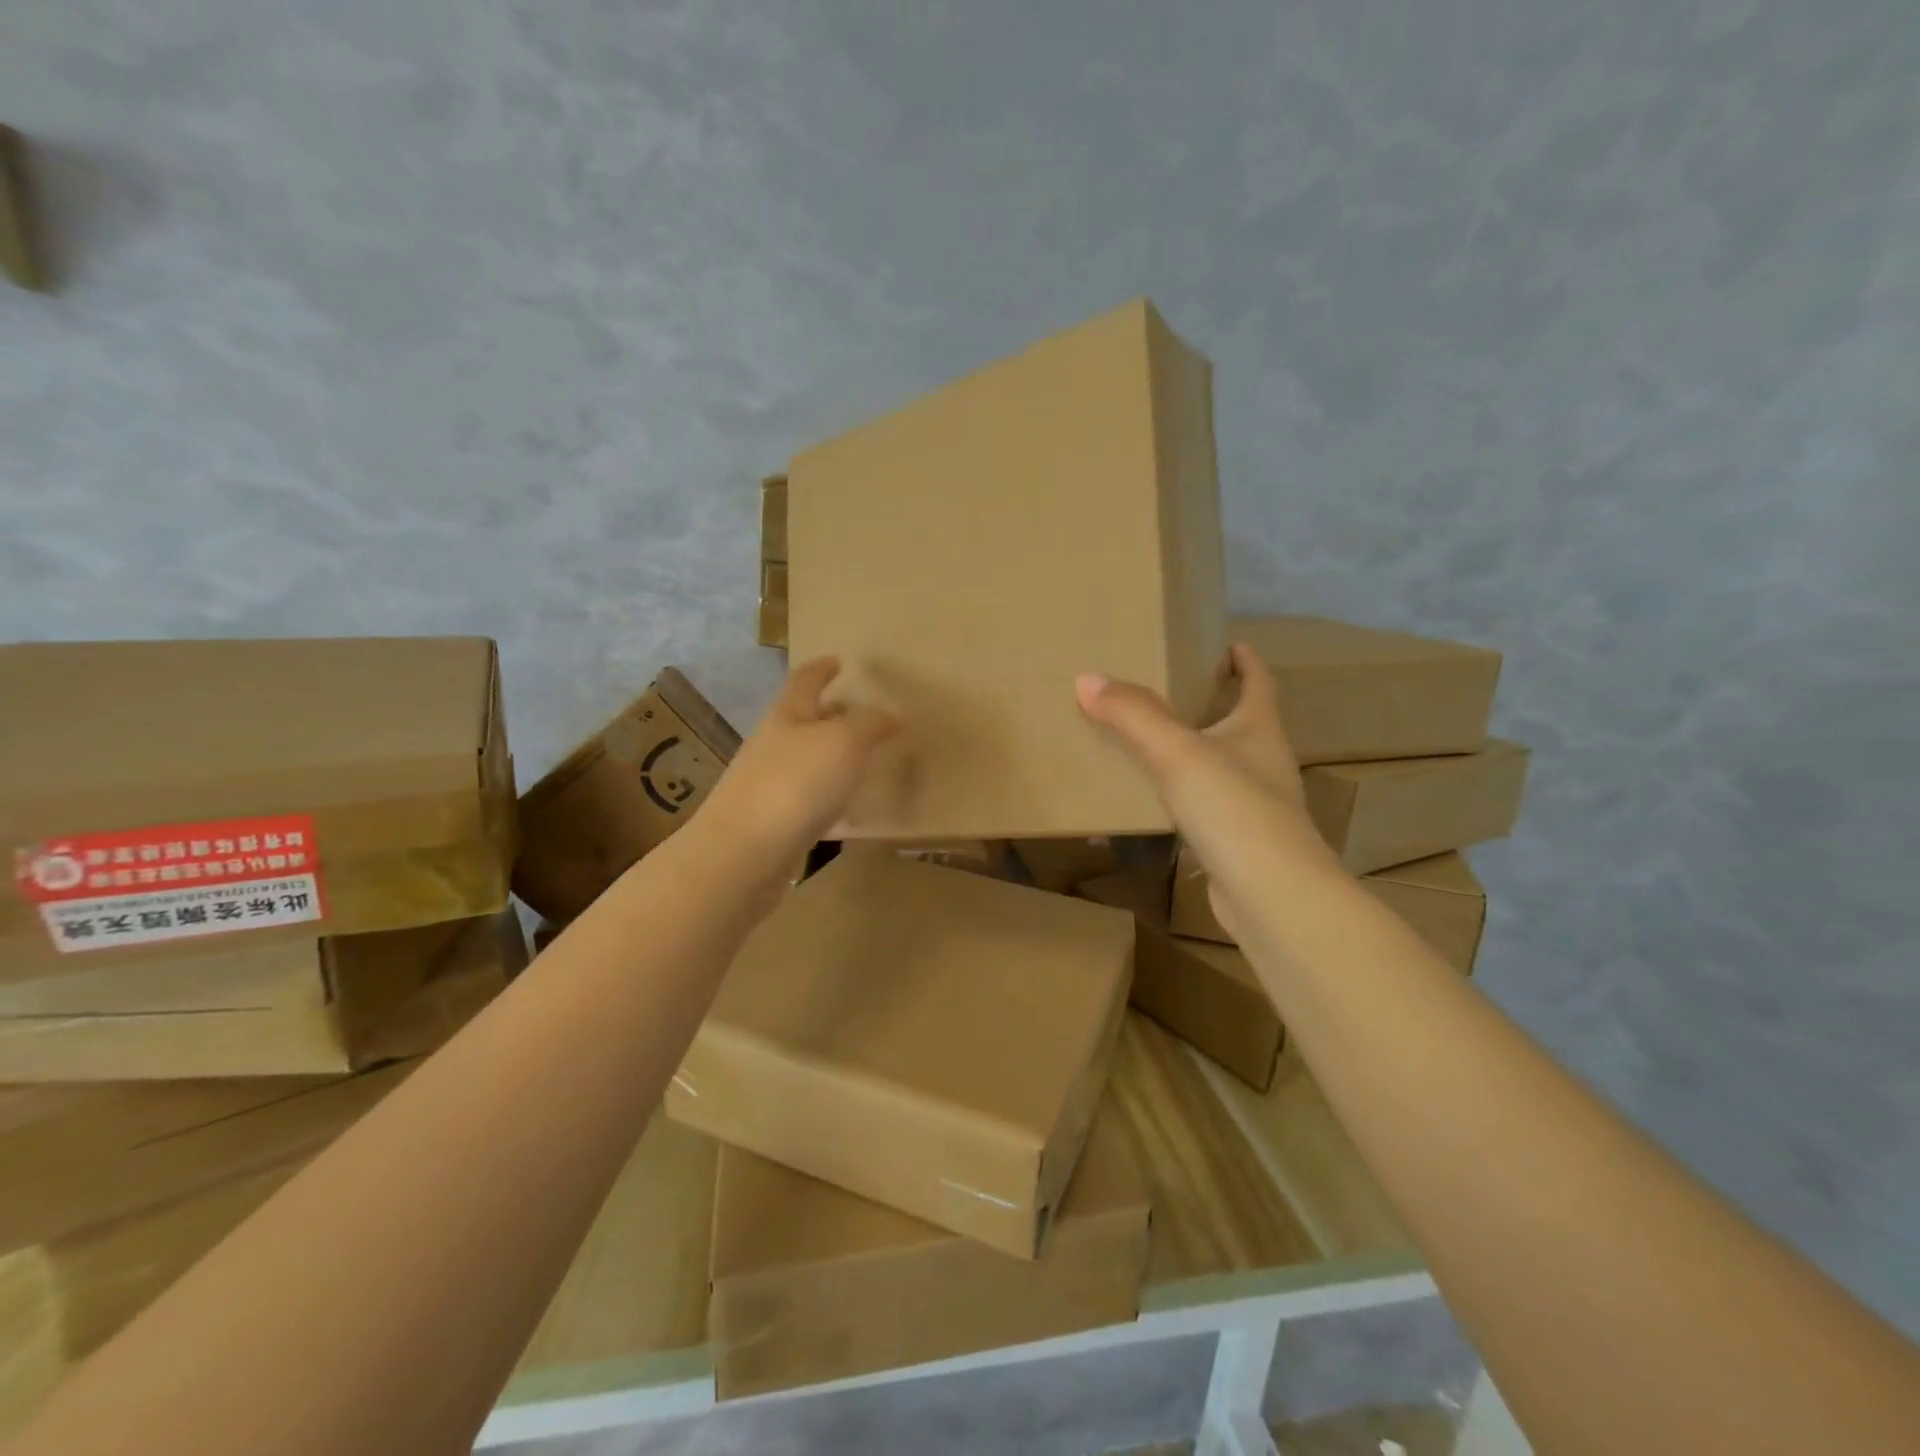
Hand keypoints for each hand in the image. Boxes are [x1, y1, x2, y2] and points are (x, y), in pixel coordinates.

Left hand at [699, 657, 898, 865]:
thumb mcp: (843, 742)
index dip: (822, 669)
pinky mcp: (772, 823)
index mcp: (787, 716)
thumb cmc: (795, 784)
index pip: (805, 681)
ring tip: (863, 760)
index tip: (838, 660)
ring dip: (832, 757)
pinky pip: (808, 799)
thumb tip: (892, 713)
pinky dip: (829, 796)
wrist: (743, 855)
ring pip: (806, 761)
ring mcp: (769, 785)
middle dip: (831, 714)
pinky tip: (848, 810)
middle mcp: (773, 746)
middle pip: (803, 721)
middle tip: (863, 714)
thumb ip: (870, 724)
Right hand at [1076, 644, 1335, 934]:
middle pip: (1241, 723)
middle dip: (1211, 704)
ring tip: (1148, 742)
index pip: (1259, 683)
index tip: (1226, 645)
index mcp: (1259, 730)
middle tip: (1166, 690)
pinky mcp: (1239, 843)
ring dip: (1193, 752)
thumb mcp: (1178, 753)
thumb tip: (1087, 678)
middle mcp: (1264, 763)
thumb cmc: (1234, 810)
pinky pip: (1204, 808)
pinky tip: (1150, 803)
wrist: (1272, 897)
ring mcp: (1255, 806)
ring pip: (1221, 767)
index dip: (1245, 661)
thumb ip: (1134, 715)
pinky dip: (1180, 797)